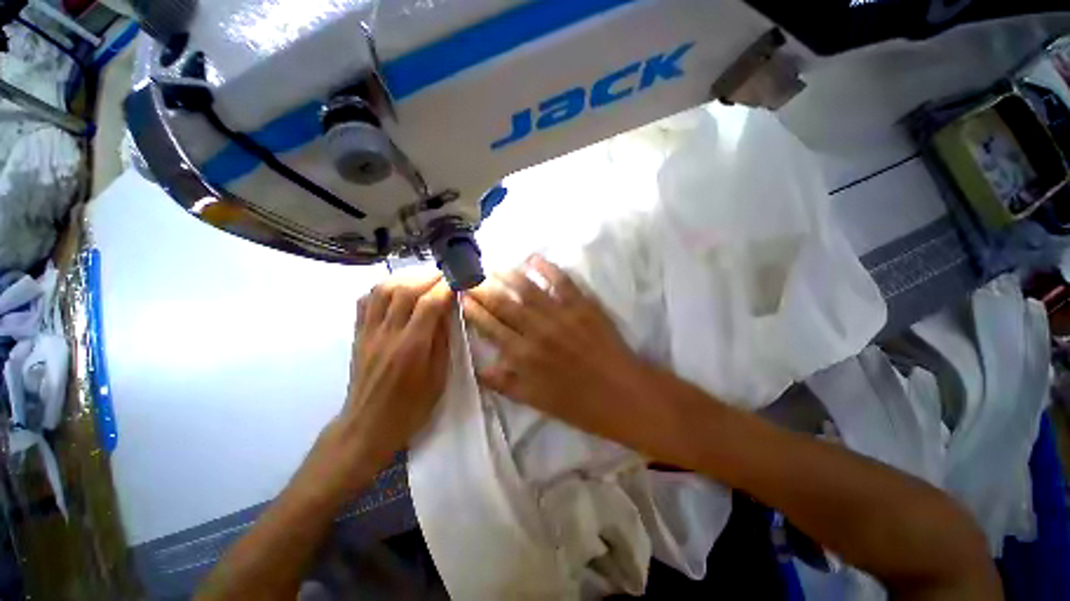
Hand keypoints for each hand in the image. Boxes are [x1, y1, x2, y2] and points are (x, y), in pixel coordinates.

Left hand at [294, 274, 453, 506]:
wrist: (368, 426)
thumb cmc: (411, 407)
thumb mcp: (439, 377)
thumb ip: (443, 340)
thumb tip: (448, 310)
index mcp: (411, 348)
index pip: (429, 304)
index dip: (446, 287)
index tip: (459, 280)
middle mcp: (387, 335)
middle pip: (404, 290)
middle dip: (428, 276)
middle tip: (445, 275)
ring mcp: (368, 333)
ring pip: (382, 290)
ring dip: (406, 277)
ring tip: (423, 278)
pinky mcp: (357, 334)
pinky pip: (365, 300)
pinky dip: (383, 287)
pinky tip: (397, 289)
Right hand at [462, 255, 655, 445]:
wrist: (622, 394)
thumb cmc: (577, 403)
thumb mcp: (534, 400)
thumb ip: (503, 383)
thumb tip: (478, 366)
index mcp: (522, 355)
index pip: (488, 325)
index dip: (472, 309)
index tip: (461, 296)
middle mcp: (537, 330)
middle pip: (502, 302)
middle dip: (482, 287)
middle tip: (470, 275)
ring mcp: (561, 315)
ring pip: (527, 288)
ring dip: (507, 274)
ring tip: (494, 266)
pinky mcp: (582, 305)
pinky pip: (561, 281)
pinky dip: (546, 267)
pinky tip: (533, 258)